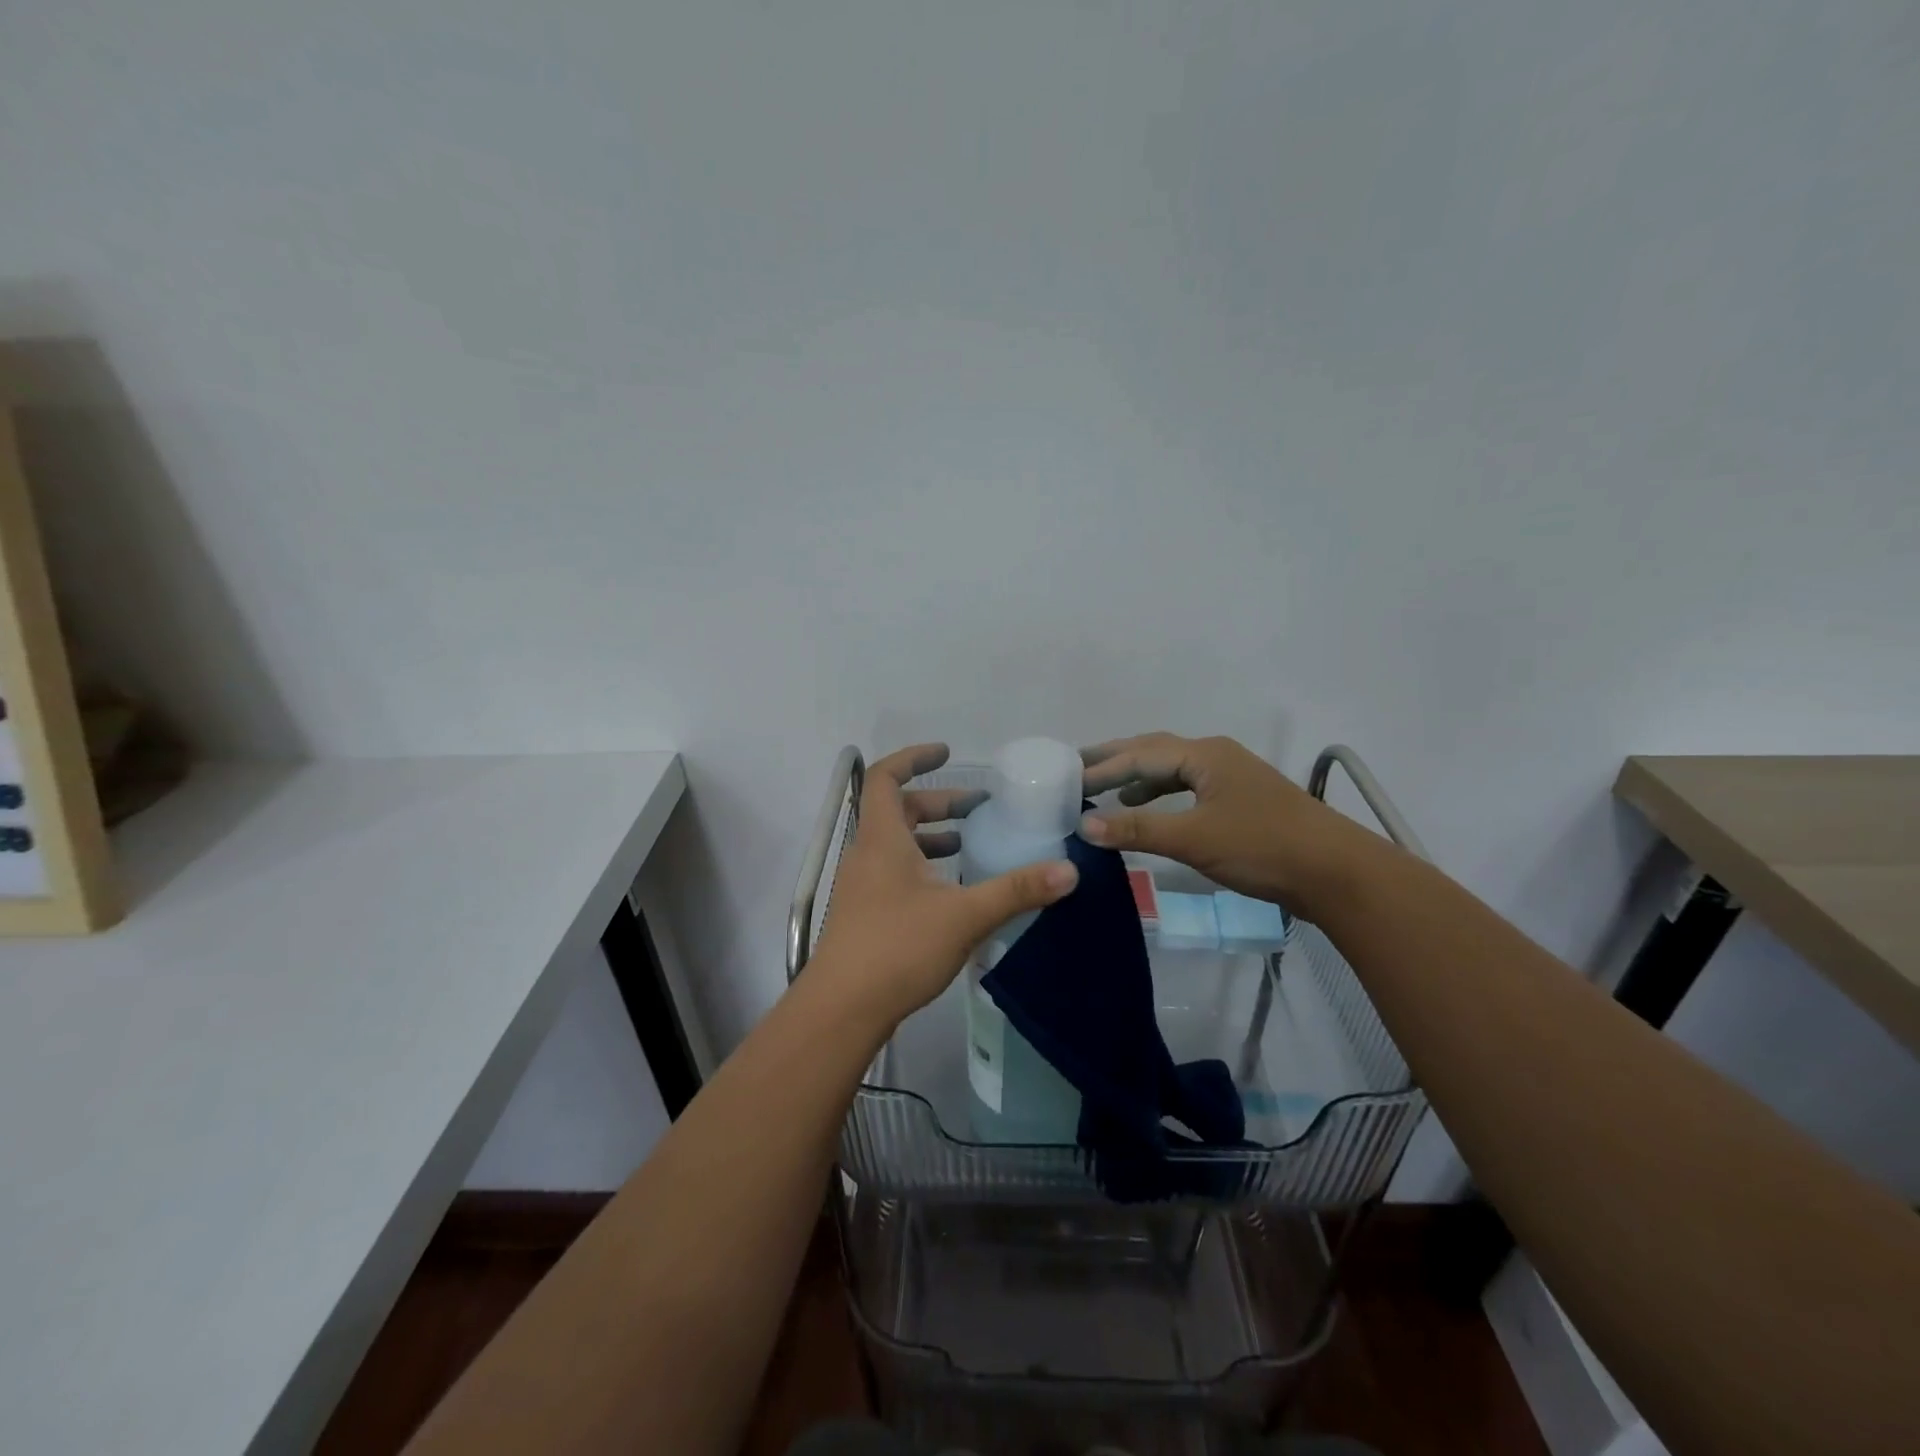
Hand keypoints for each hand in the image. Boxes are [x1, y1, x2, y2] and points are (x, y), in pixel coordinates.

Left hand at [807, 744, 1078, 1029]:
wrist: (842, 1009)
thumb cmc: (897, 947)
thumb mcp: (964, 915)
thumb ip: (1016, 890)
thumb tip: (1069, 869)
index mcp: (882, 838)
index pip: (887, 777)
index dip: (915, 758)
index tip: (948, 753)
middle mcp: (867, 854)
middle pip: (897, 810)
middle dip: (938, 803)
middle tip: (978, 808)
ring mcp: (862, 886)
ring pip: (896, 844)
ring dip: (931, 837)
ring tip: (970, 844)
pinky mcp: (865, 913)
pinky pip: (895, 872)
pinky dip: (924, 867)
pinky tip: (952, 892)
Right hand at [1079, 733, 1370, 915]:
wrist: (1336, 872)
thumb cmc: (1262, 847)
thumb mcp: (1194, 839)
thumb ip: (1139, 829)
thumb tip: (1085, 826)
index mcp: (1204, 755)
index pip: (1139, 756)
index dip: (1100, 769)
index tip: (1065, 780)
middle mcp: (1215, 755)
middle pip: (1154, 751)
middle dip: (1115, 760)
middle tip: (1076, 768)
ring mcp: (1230, 776)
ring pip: (1172, 769)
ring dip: (1137, 777)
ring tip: (1104, 790)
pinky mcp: (1239, 800)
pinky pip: (1187, 787)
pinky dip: (1160, 794)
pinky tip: (1148, 809)